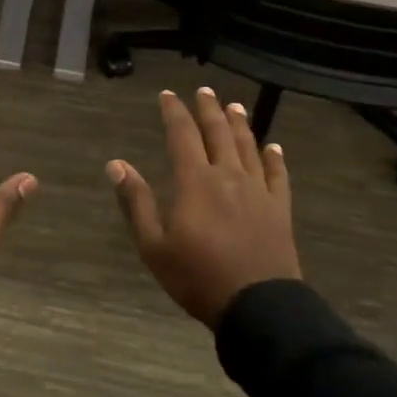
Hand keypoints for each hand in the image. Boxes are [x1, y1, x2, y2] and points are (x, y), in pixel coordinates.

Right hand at [106, 87, 299, 327]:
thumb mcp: (153, 245)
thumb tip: (116, 164)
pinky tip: (273, 147)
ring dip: (240, 124)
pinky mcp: (280, 209)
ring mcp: (257, 191)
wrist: (258, 306)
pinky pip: (277, 175)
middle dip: (209, 109)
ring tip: (235, 106)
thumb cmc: (198, 276)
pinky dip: (274, 158)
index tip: (168, 95)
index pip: (182, 135)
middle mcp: (227, 176)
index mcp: (194, 181)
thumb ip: (136, 201)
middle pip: (218, 133)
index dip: (174, 112)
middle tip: (204, 91)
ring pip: (248, 147)